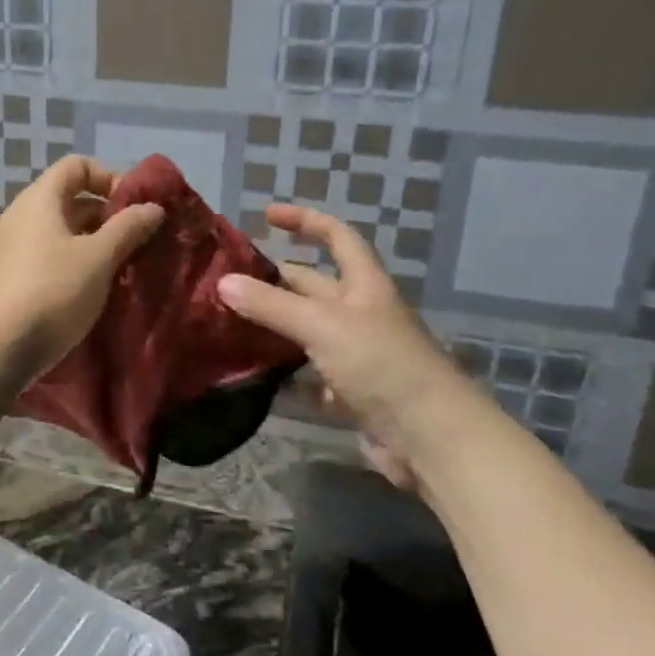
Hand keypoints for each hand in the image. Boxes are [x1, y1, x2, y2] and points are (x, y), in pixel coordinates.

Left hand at [0, 155, 164, 400]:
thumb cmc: (51, 292)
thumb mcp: (98, 258)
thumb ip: (128, 228)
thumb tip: (153, 206)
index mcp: (39, 200)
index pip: (76, 166)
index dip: (110, 177)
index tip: (135, 207)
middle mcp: (21, 217)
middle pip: (70, 200)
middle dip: (108, 216)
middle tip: (138, 242)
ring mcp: (11, 249)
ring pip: (61, 233)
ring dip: (94, 245)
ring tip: (122, 270)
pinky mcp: (9, 280)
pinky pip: (48, 259)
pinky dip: (74, 265)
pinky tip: (93, 292)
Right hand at [217, 204, 465, 488]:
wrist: (432, 439)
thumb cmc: (382, 365)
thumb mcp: (322, 326)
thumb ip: (272, 305)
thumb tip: (222, 282)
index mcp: (364, 286)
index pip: (337, 237)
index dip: (305, 221)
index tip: (267, 215)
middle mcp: (361, 315)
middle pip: (314, 287)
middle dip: (276, 280)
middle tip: (228, 282)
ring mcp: (358, 356)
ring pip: (307, 333)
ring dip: (275, 330)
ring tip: (228, 326)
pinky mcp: (352, 394)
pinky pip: (311, 377)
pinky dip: (286, 376)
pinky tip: (254, 377)